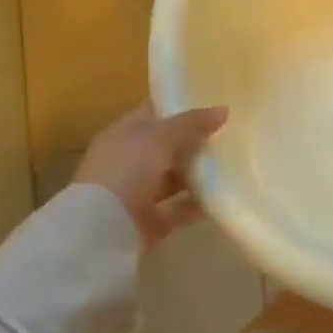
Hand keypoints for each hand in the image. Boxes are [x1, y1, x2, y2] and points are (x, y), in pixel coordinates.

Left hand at [75, 103, 227, 248]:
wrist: (101, 229)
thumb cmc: (126, 169)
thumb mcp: (160, 136)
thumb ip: (192, 122)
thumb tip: (224, 110)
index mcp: (123, 134)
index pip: (153, 112)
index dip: (180, 106)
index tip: (212, 103)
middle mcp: (128, 162)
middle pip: (166, 147)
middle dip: (194, 142)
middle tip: (229, 135)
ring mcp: (136, 194)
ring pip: (172, 180)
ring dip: (197, 175)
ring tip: (231, 167)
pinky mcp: (147, 223)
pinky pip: (177, 210)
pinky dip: (196, 206)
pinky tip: (221, 198)